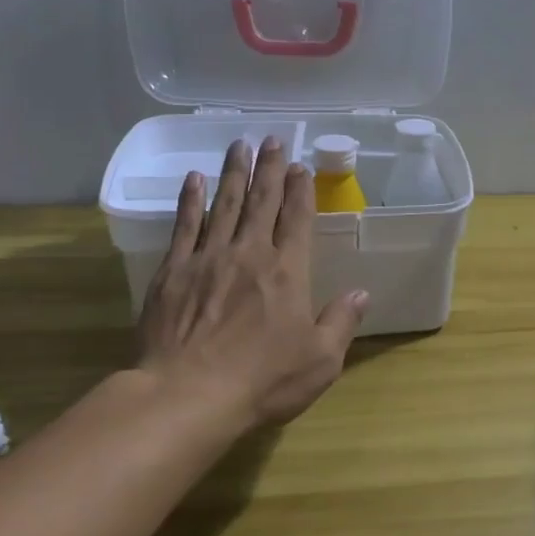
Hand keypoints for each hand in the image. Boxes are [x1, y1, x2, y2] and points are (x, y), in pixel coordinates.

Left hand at [139, 137, 366, 428]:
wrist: (187, 396)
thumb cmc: (262, 381)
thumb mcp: (320, 360)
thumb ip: (341, 322)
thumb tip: (362, 293)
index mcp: (287, 272)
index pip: (297, 219)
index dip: (301, 190)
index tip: (300, 166)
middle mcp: (249, 254)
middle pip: (262, 201)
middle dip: (269, 168)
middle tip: (272, 139)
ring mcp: (208, 259)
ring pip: (224, 204)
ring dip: (234, 172)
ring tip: (239, 144)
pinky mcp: (173, 272)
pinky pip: (184, 225)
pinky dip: (191, 200)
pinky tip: (195, 179)